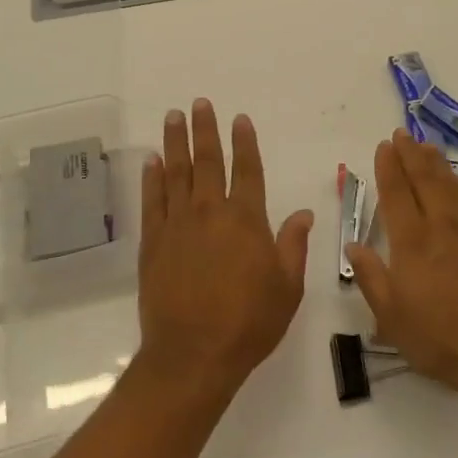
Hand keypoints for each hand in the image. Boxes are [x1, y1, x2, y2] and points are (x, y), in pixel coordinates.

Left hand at [138, 100, 314, 395]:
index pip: (248, 170)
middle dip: (205, 130)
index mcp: (246, 220)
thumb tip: (304, 213)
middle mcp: (211, 212)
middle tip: (199, 104)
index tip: (240, 119)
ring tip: (174, 117)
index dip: (245, 143)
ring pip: (177, 172)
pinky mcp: (153, 241)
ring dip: (176, 142)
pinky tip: (152, 161)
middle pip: (208, 161)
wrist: (193, 354)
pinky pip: (153, 200)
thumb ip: (293, 245)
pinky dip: (152, 177)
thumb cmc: (248, 323)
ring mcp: (178, 224)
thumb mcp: (287, 288)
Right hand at [347, 130, 457, 405]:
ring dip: (438, 163)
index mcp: (413, 243)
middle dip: (411, 154)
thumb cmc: (440, 340)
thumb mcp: (391, 318)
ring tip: (427, 147)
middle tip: (402, 134)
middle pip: (426, 180)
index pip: (397, 194)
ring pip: (453, 185)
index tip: (384, 146)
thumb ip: (371, 277)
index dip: (389, 167)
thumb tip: (353, 244)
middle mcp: (443, 227)